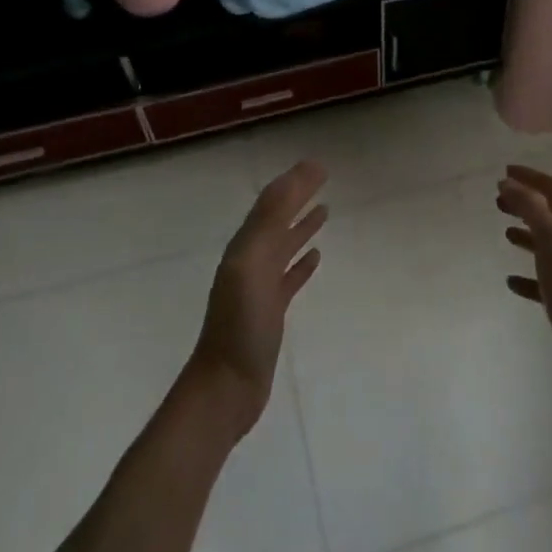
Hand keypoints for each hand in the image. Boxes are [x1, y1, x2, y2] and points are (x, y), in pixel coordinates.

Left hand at [186, 160, 328, 440]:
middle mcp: (250, 261)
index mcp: (245, 247)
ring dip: (302, 226)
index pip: (272, 203)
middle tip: (323, 176)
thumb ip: (270, 221)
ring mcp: (260, 287)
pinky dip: (302, 263)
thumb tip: (293, 177)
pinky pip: (289, 278)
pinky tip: (316, 257)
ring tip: (325, 210)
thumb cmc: (241, 325)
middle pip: (278, 219)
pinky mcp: (271, 311)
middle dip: (298, 197)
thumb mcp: (252, 265)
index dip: (293, 182)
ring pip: (284, 246)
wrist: (226, 387)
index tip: (319, 164)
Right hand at [497, 164, 551, 406]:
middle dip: (525, 203)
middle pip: (549, 214)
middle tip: (498, 200)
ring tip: (505, 232)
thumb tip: (508, 181)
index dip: (530, 177)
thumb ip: (530, 206)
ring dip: (527, 234)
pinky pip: (542, 281)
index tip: (505, 171)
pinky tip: (511, 281)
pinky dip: (526, 276)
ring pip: (546, 245)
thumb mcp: (550, 236)